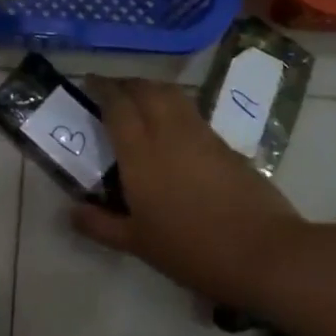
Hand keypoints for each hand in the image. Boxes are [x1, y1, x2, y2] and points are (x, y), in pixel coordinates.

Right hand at [72, 78, 307, 306]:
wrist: (263, 253)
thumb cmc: (191, 249)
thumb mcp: (138, 243)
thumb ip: (100, 225)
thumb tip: (71, 212)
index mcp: (140, 152)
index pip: (117, 104)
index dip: (102, 88)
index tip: (89, 82)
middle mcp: (169, 133)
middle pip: (146, 89)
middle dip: (127, 84)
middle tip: (113, 91)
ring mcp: (201, 135)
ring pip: (172, 95)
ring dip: (152, 90)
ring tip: (141, 101)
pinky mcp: (226, 145)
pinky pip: (192, 113)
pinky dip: (175, 108)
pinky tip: (173, 129)